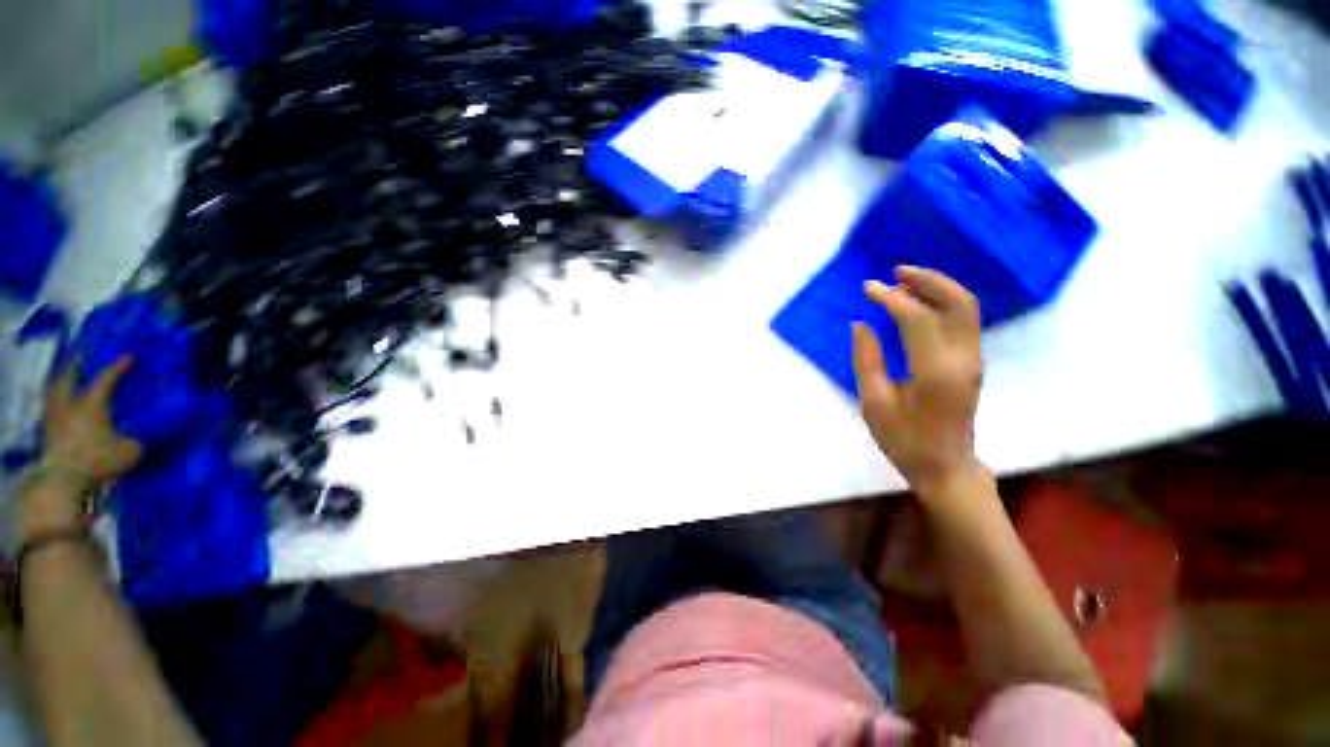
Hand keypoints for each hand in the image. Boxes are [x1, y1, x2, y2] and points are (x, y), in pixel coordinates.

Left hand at [40, 356, 143, 489]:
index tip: (130, 356)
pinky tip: (61, 406)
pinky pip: (51, 409)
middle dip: (75, 364)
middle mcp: (70, 403)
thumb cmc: (98, 460)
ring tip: (67, 376)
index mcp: (92, 402)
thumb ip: (137, 438)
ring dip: (61, 381)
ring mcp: (55, 417)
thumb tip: (145, 432)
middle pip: (69, 376)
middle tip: (82, 354)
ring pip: (55, 391)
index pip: (107, 377)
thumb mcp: (130, 451)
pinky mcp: (47, 432)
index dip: (119, 366)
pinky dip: (56, 402)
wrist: (62, 480)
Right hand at [851, 267, 984, 494]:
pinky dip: (942, 302)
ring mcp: (973, 360)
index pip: (917, 318)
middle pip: (958, 302)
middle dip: (928, 280)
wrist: (946, 467)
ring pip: (966, 308)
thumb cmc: (904, 440)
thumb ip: (867, 360)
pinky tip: (919, 302)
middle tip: (896, 271)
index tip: (867, 288)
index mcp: (935, 373)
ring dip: (938, 287)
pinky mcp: (971, 363)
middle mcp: (963, 360)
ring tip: (905, 279)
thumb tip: (860, 324)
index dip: (891, 298)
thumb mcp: (874, 403)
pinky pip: (963, 321)